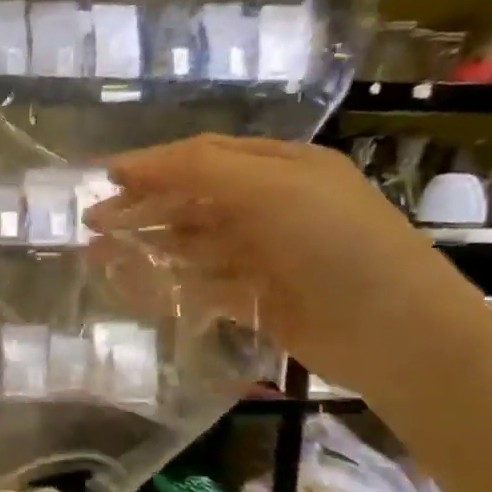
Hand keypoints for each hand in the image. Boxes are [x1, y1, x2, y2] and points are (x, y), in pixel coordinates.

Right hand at [85, 135, 491, 399]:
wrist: (398, 334)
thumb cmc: (337, 245)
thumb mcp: (272, 190)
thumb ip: (199, 171)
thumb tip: (125, 166)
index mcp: (281, 169)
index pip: (203, 158)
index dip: (152, 165)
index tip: (103, 179)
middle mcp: (271, 206)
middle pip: (191, 201)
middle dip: (142, 209)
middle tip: (92, 224)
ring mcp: (264, 255)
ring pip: (190, 245)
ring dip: (147, 247)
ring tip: (100, 258)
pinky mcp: (257, 298)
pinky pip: (200, 284)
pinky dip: (167, 284)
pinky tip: (135, 288)